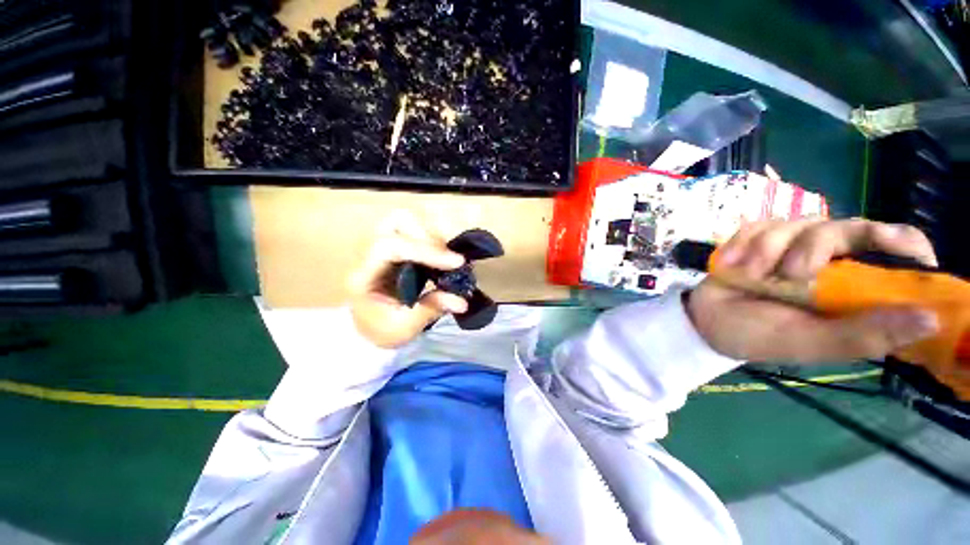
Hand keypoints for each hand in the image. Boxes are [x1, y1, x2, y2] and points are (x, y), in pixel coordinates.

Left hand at [350, 213, 467, 347]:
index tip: (456, 262)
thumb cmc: (380, 330)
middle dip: (427, 236)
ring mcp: (381, 246)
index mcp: (364, 275)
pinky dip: (433, 239)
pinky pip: (415, 230)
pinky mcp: (394, 247)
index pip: (390, 247)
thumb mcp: (404, 328)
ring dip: (431, 235)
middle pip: (395, 221)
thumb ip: (431, 310)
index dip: (425, 250)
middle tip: (448, 259)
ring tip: (446, 259)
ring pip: (406, 219)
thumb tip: (461, 301)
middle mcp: (369, 253)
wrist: (367, 327)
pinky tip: (442, 258)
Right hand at [687, 219, 940, 362]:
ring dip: (767, 251)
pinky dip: (741, 244)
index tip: (897, 245)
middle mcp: (831, 260)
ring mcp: (791, 245)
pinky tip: (730, 266)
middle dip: (814, 247)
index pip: (895, 250)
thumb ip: (863, 335)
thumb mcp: (809, 342)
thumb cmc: (758, 336)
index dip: (900, 241)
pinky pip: (757, 225)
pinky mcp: (757, 238)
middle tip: (788, 274)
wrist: (705, 320)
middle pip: (846, 227)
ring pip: (797, 223)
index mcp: (853, 287)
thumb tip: (931, 320)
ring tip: (748, 277)